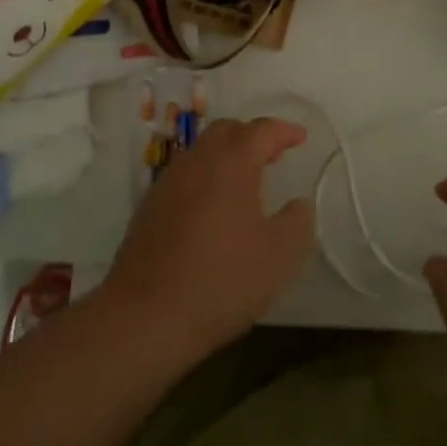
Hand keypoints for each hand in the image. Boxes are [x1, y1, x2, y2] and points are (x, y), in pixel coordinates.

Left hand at [99, 117, 314, 365]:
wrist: (145, 315)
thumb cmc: (221, 279)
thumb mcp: (279, 256)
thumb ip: (297, 221)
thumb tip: (299, 203)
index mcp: (232, 162)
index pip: (262, 130)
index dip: (284, 131)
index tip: (300, 138)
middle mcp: (198, 160)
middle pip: (227, 131)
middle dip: (252, 137)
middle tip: (272, 157)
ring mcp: (169, 181)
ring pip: (202, 151)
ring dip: (226, 156)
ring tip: (244, 184)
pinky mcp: (149, 205)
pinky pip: (184, 175)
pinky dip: (204, 177)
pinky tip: (211, 209)